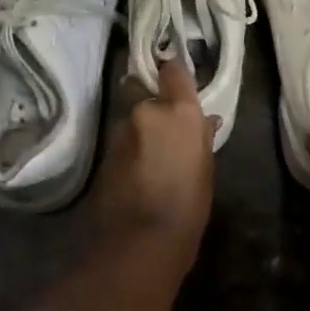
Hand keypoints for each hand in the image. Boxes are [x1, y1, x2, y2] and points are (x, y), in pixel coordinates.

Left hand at [92, 59, 216, 254]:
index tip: (178, 81)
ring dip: (141, 131)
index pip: (173, 70)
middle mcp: (146, 111)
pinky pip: (122, 141)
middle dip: (154, 108)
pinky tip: (139, 173)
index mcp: (178, 111)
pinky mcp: (103, 152)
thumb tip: (205, 121)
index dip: (175, 73)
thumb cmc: (188, 206)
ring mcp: (120, 130)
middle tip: (167, 132)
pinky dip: (130, 150)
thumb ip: (201, 137)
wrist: (140, 241)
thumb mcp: (206, 170)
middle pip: (148, 95)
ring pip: (132, 120)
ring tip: (153, 159)